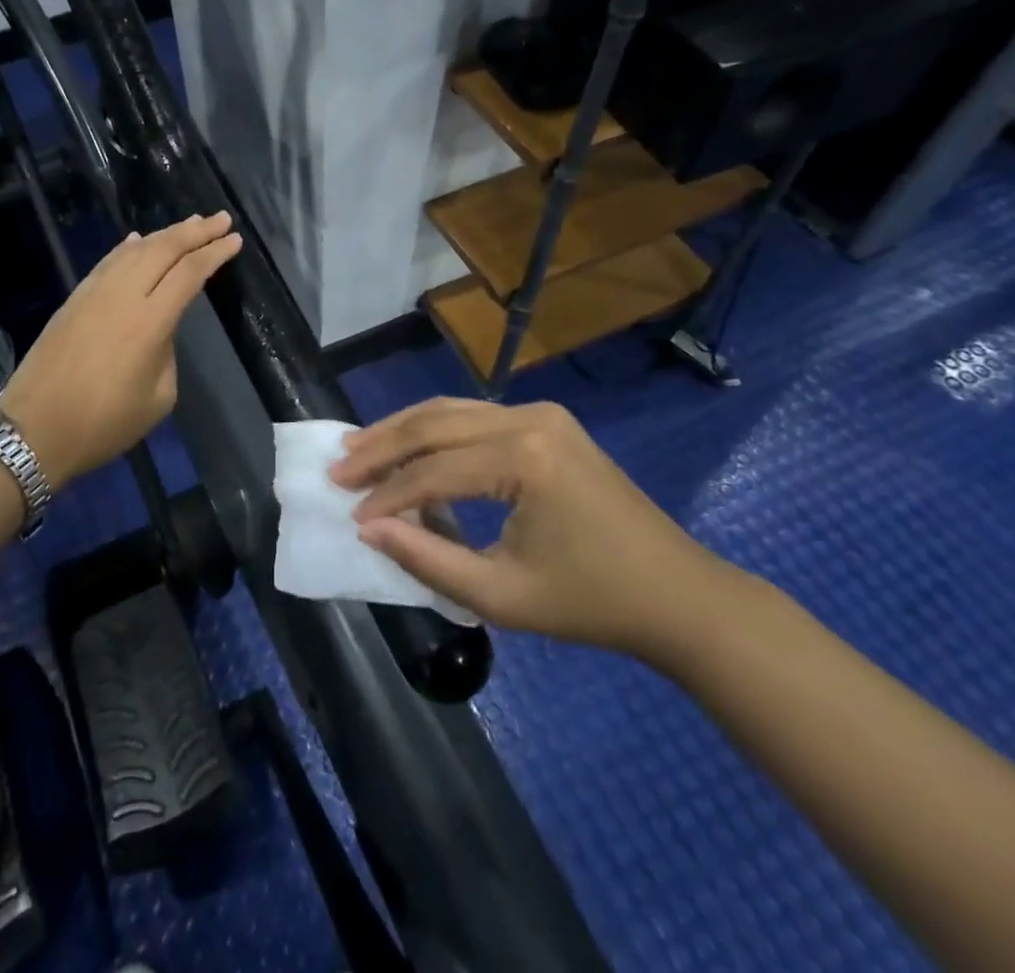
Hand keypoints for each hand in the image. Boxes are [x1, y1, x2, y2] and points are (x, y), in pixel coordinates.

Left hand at [0, 213, 241, 488]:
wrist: (33, 431)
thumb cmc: (104, 424)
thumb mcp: (158, 399)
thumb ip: (167, 354)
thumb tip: (158, 332)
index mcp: (150, 322)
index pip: (189, 273)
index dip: (214, 253)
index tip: (235, 240)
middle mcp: (122, 296)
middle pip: (163, 249)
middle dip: (195, 231)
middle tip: (220, 219)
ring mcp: (93, 293)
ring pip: (133, 250)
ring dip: (164, 234)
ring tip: (189, 225)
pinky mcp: (73, 299)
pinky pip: (108, 261)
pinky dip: (128, 247)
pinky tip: (137, 240)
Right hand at [331, 398, 737, 662]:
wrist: (677, 595)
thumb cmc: (591, 603)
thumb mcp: (502, 595)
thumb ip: (427, 559)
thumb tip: (369, 529)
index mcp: (525, 458)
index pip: (434, 470)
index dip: (388, 495)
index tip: (351, 515)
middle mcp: (529, 419)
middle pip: (435, 423)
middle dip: (382, 446)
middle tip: (337, 468)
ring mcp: (541, 414)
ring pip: (451, 410)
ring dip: (403, 431)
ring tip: (358, 450)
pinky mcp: (547, 422)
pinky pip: (474, 418)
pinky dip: (435, 432)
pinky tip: (408, 447)